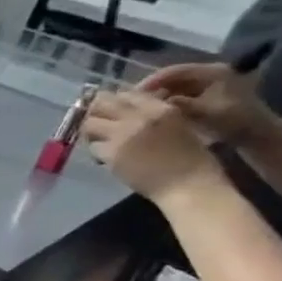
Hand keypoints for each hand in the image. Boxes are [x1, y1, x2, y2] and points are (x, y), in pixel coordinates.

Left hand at [81, 90, 223, 200]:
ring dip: (92, 131)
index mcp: (159, 108)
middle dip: (96, 112)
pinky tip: (106, 157)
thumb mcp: (177, 126)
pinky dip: (96, 150)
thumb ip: (151, 114)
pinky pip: (92, 146)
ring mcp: (122, 135)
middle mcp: (138, 117)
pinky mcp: (111, 154)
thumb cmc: (192, 159)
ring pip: (89, 124)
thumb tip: (126, 110)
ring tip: (100, 140)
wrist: (190, 186)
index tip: (111, 111)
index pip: (125, 94)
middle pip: (101, 104)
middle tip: (99, 123)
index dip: (114, 102)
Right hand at [137, 62, 277, 145]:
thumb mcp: (206, 114)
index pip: (175, 71)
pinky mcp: (207, 92)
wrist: (258, 135)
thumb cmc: (235, 122)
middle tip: (133, 101)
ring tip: (142, 107)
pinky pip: (181, 92)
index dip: (152, 81)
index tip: (132, 94)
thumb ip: (180, 105)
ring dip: (159, 94)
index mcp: (215, 72)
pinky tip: (156, 110)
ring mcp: (210, 82)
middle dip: (153, 88)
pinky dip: (167, 99)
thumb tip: (152, 102)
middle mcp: (212, 72)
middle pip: (174, 76)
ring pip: (175, 84)